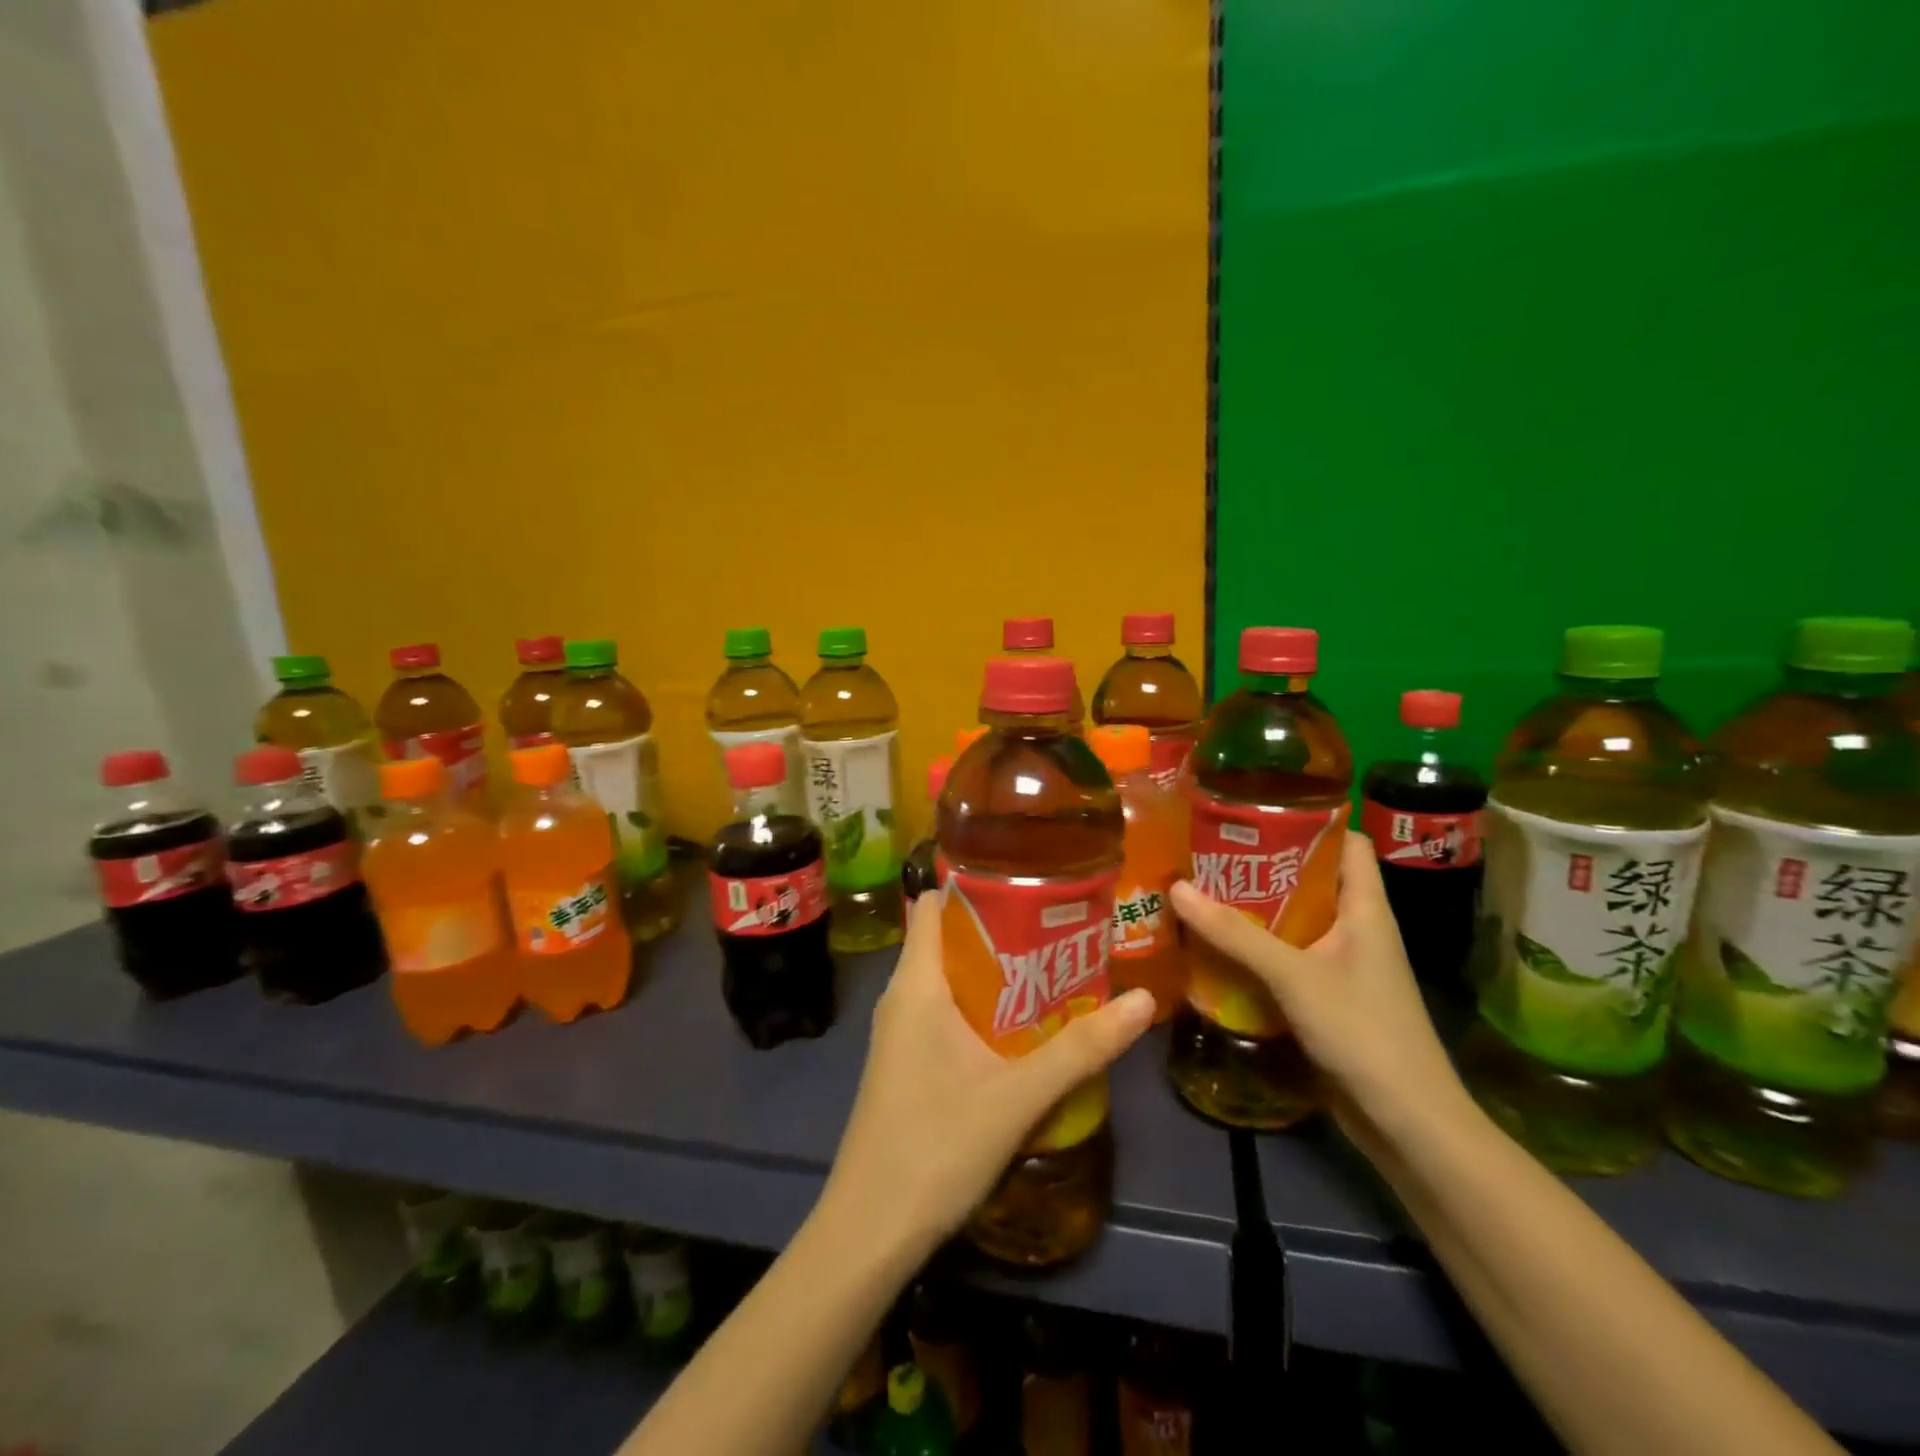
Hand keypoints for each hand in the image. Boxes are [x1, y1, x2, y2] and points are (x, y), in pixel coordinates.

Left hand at [824, 893, 1156, 1255]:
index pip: (934, 904)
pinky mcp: (905, 1061)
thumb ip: (1082, 1048)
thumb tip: (1144, 1000)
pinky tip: (1021, 1027)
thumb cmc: (936, 1146)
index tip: (1029, 882)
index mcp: (916, 983)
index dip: (975, 886)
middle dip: (1000, 929)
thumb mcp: (1019, 1096)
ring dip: (994, 971)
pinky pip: (942, 1011)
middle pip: (947, 938)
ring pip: (947, 978)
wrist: (870, 1230)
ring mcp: (899, 1031)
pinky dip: (980, 1006)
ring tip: (1052, 968)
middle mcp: (901, 996)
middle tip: (1058, 927)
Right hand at [1169, 830, 1470, 1149]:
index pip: (1348, 843)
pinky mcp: (1326, 999)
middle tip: (1208, 848)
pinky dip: (1254, 950)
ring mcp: (1342, 966)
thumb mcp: (1294, 975)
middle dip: (1263, 865)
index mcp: (1366, 909)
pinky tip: (1214, 946)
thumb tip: (1176, 888)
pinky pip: (1286, 959)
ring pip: (1294, 922)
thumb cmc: (1363, 1032)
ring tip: (1201, 889)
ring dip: (1253, 910)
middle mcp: (1356, 930)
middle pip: (1311, 880)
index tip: (1257, 807)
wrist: (1407, 1123)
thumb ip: (1235, 933)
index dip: (1311, 820)